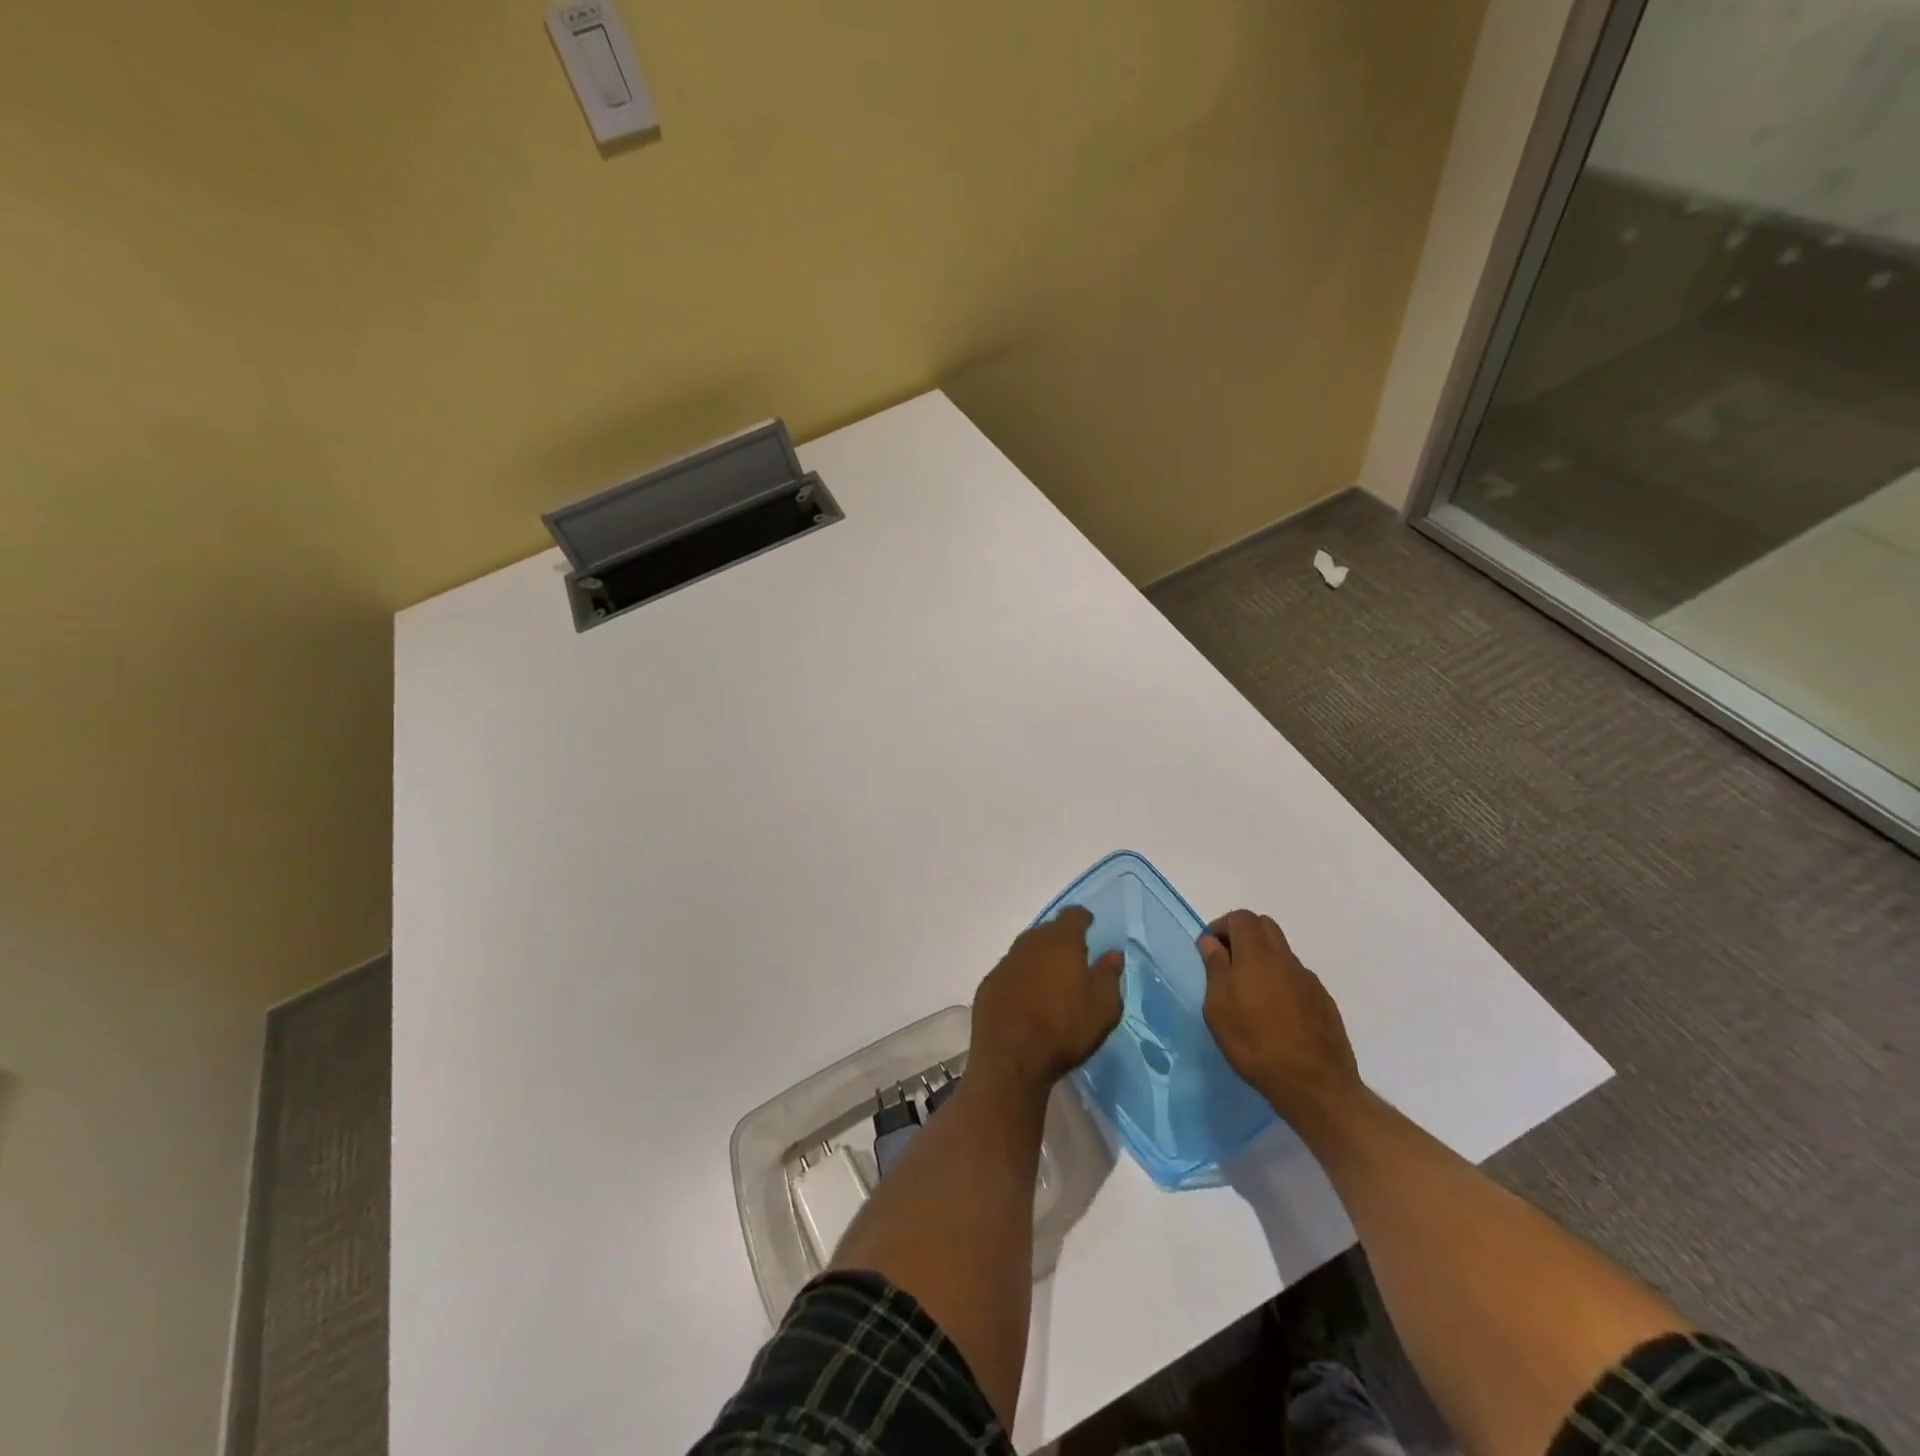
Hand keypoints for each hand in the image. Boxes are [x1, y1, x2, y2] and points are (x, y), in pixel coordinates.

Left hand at [970, 908, 1124, 1095]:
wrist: (1010, 1058)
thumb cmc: (1064, 1030)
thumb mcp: (1103, 1007)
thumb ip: (1109, 975)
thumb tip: (1112, 953)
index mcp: (1061, 942)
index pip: (1072, 915)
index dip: (1082, 918)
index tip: (1089, 925)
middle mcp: (1030, 944)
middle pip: (1047, 930)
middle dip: (1060, 938)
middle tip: (1072, 956)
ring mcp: (1005, 963)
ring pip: (1026, 950)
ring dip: (1038, 958)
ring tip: (1050, 977)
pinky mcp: (989, 984)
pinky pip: (1010, 972)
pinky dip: (1020, 977)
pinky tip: (1026, 997)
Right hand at [1198, 910, 1364, 1129]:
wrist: (1314, 1084)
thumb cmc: (1254, 1042)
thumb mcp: (1218, 1007)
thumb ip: (1215, 968)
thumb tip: (1211, 942)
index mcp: (1257, 954)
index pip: (1241, 918)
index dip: (1222, 926)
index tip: (1209, 950)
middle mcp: (1285, 958)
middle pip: (1265, 927)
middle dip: (1243, 935)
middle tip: (1227, 964)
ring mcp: (1308, 979)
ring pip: (1282, 952)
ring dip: (1262, 959)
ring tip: (1250, 993)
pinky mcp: (1324, 1001)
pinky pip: (1296, 977)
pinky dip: (1280, 982)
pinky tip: (1275, 1014)